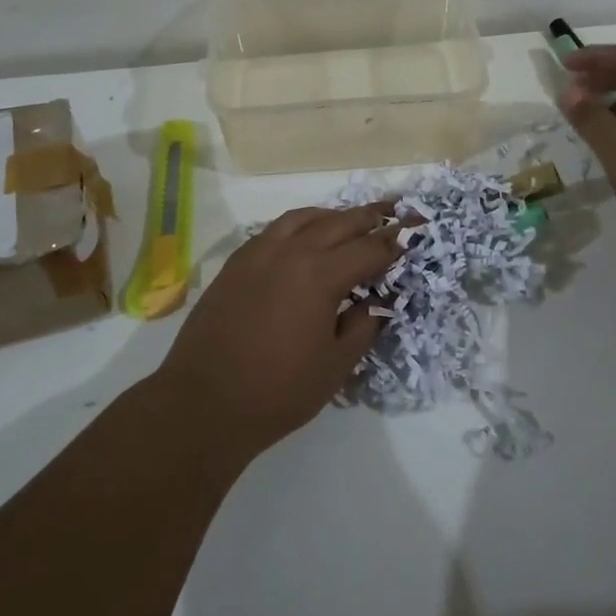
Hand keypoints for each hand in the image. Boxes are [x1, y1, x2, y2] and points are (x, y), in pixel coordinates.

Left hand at [153, 203, 402, 462]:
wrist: (204, 403)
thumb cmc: (277, 391)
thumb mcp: (335, 366)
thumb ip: (362, 326)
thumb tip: (378, 301)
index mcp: (320, 275)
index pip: (369, 249)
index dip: (394, 245)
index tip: (411, 239)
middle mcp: (291, 251)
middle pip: (340, 223)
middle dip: (371, 218)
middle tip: (394, 213)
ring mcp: (259, 252)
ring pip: (305, 218)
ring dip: (334, 216)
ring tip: (352, 219)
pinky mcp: (237, 262)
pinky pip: (276, 229)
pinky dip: (300, 224)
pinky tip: (306, 235)